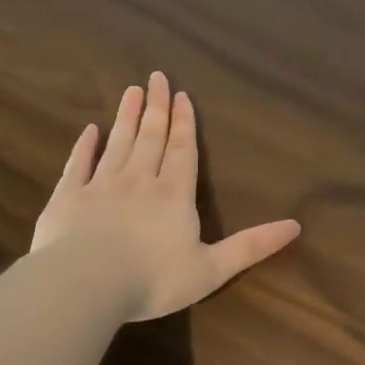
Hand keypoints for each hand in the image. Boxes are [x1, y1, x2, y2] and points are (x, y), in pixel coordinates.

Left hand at [31, 72, 301, 320]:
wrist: (85, 285)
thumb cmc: (153, 280)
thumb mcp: (212, 269)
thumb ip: (251, 246)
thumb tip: (296, 226)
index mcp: (174, 196)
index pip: (182, 151)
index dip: (184, 123)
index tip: (181, 95)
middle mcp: (139, 181)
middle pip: (150, 138)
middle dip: (156, 108)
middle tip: (156, 78)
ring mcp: (101, 186)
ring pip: (118, 144)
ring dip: (126, 117)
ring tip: (131, 91)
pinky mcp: (68, 198)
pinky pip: (78, 165)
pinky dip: (84, 147)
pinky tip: (90, 130)